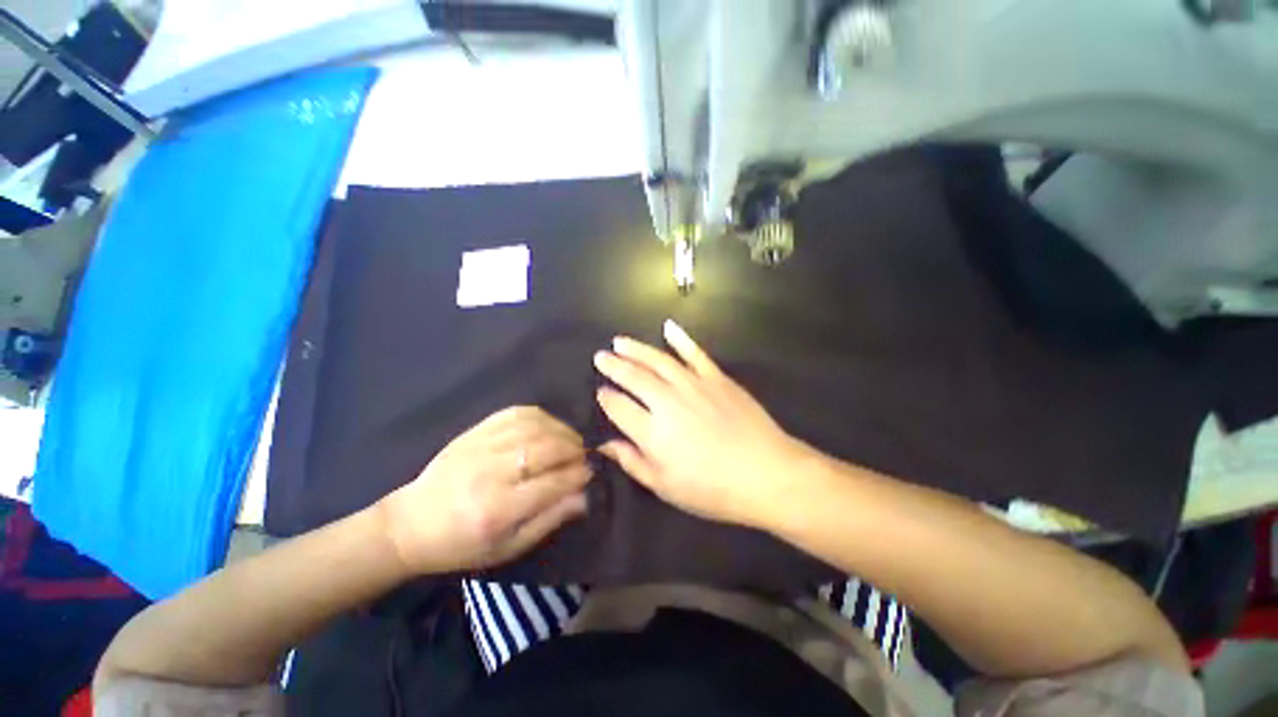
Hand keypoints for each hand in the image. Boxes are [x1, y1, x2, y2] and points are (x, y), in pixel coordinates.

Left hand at [378, 407, 592, 573]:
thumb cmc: (463, 544)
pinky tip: (549, 426)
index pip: (552, 483)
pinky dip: (540, 416)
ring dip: (562, 430)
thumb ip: (550, 519)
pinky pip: (515, 413)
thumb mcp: (509, 546)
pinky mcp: (473, 432)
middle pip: (546, 449)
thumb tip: (585, 495)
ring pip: (534, 427)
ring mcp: (480, 447)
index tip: (591, 472)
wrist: (412, 523)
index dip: (578, 475)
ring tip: (571, 440)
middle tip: (584, 455)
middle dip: (574, 449)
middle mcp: (490, 473)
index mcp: (498, 510)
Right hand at [594, 320, 811, 527]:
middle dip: (613, 365)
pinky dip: (680, 338)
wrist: (766, 473)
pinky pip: (694, 353)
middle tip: (600, 357)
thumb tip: (606, 445)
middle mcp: (668, 401)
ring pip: (658, 360)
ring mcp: (693, 385)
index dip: (606, 398)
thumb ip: (632, 462)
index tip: (599, 392)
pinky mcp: (716, 377)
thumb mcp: (666, 486)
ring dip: (636, 349)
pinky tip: (668, 327)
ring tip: (620, 341)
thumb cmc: (713, 489)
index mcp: (652, 431)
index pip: (618, 406)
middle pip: (633, 377)